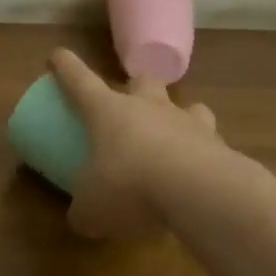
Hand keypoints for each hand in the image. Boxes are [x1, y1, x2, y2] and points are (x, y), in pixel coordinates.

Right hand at [48, 48, 235, 239]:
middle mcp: (146, 106)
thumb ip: (83, 211)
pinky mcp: (219, 144)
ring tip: (175, 137)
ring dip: (179, 115)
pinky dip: (205, 152)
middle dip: (135, 86)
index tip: (57, 56)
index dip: (64, 65)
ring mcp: (186, 121)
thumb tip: (79, 219)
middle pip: (141, 80)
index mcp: (107, 110)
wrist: (201, 191)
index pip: (78, 78)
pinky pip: (211, 140)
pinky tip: (201, 176)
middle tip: (131, 103)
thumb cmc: (130, 185)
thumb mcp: (93, 207)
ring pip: (185, 104)